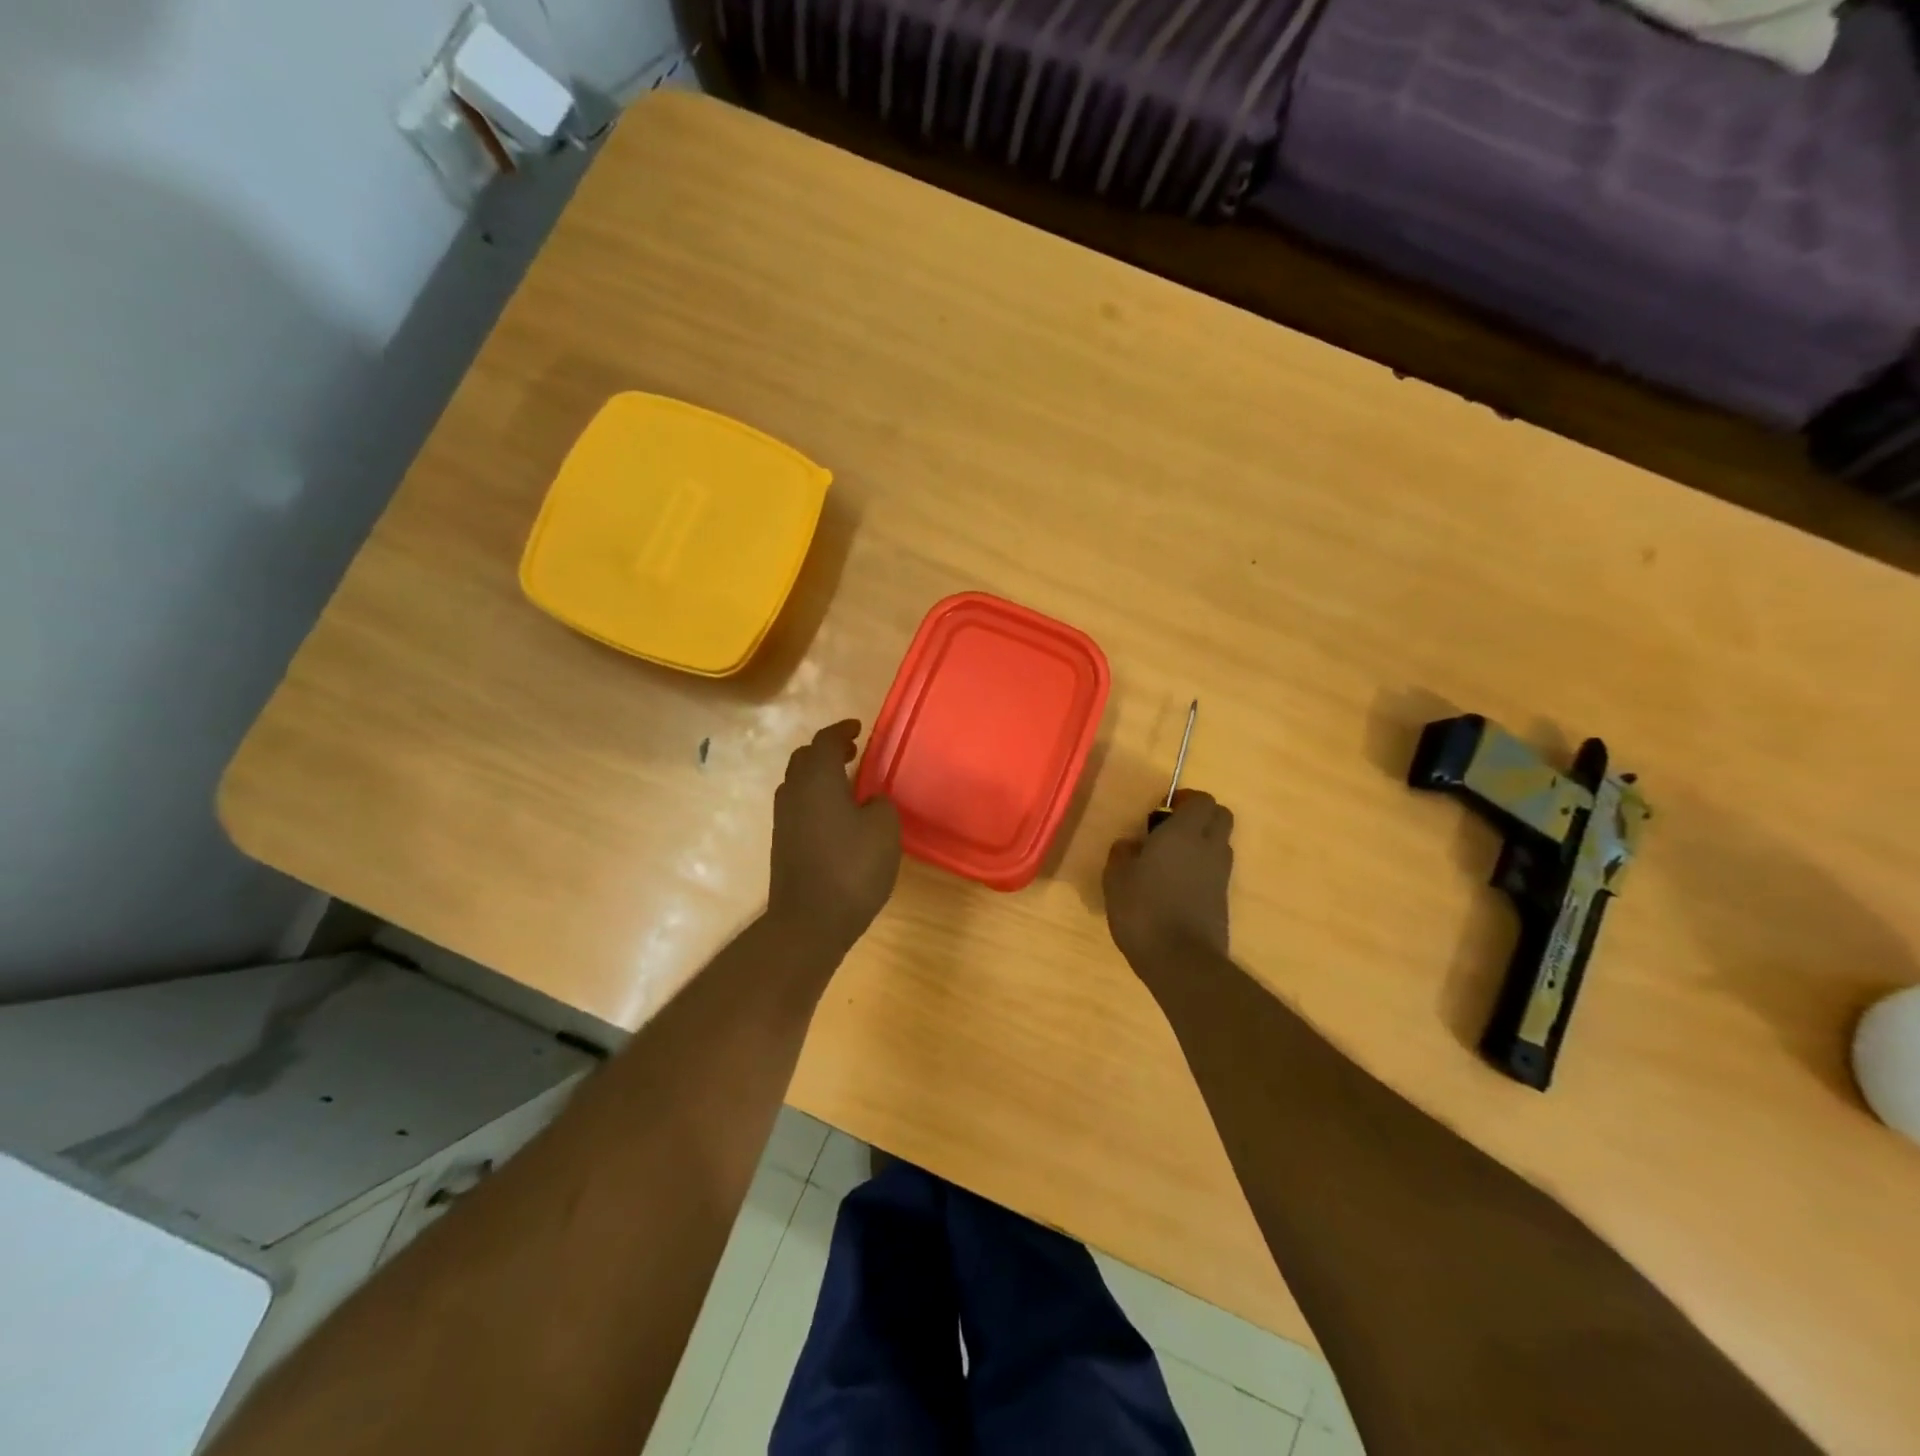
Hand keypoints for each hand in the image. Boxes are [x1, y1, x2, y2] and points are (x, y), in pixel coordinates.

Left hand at [769, 720, 902, 950]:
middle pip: (805, 758)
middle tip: (853, 752)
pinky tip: (836, 814)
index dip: (842, 730)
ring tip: (847, 782)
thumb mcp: (884, 829)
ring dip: (820, 774)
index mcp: (818, 779)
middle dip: (828, 750)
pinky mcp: (782, 841)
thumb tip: (870, 800)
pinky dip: (816, 797)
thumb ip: (880, 803)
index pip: (826, 741)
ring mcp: (783, 818)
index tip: (859, 728)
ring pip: (798, 782)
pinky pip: (798, 804)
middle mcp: (794, 791)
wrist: (809, 920)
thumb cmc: (852, 868)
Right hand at [1103, 790, 1233, 973]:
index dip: (1184, 799)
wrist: (1181, 960)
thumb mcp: (1116, 877)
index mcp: (1184, 833)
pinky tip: (1176, 886)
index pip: (1202, 800)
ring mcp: (1221, 875)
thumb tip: (1132, 844)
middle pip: (1221, 816)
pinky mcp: (1223, 899)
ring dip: (1202, 842)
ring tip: (1170, 860)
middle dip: (1200, 816)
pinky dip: (1201, 869)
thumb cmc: (1143, 910)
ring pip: (1220, 843)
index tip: (1162, 810)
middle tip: (1170, 829)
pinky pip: (1216, 870)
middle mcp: (1209, 847)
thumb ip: (1123, 852)